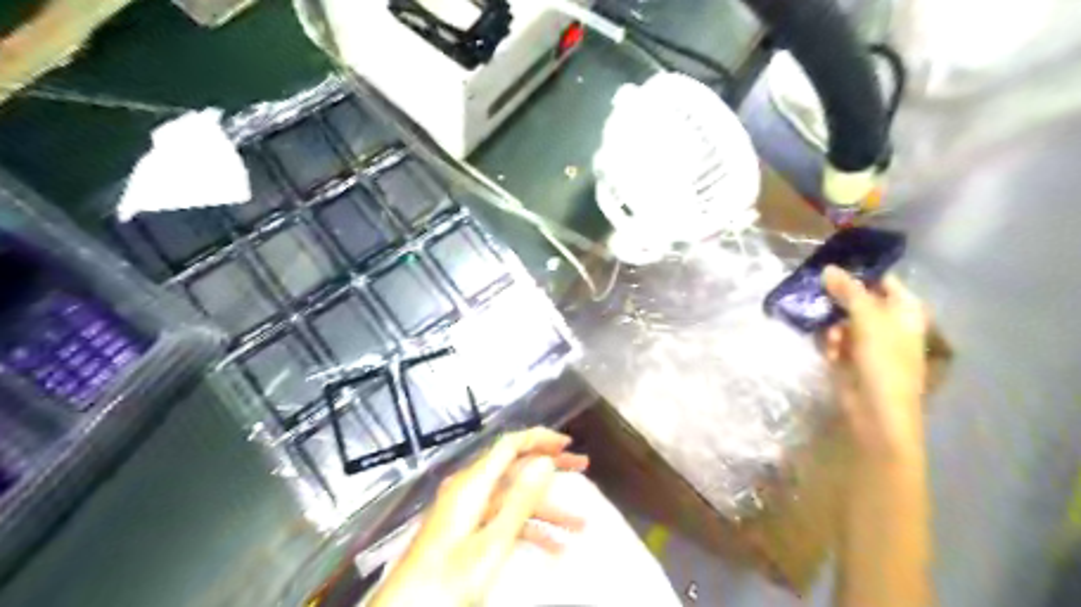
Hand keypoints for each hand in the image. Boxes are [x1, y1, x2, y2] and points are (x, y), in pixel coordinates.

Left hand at [373, 426, 590, 606]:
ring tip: (579, 524)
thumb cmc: (448, 580)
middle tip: (582, 466)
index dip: (539, 439)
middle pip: (515, 468)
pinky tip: (553, 547)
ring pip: (513, 499)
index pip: (510, 445)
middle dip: (550, 468)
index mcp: (472, 484)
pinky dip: (527, 529)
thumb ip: (519, 500)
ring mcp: (466, 510)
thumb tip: (544, 461)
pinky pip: (501, 519)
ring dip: (546, 509)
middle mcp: (469, 489)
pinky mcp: (465, 530)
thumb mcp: (492, 543)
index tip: (568, 443)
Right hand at [824, 267, 924, 456]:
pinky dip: (831, 344)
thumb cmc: (884, 361)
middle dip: (837, 302)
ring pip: (842, 321)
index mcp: (904, 311)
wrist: (878, 411)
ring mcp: (869, 343)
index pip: (882, 282)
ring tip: (831, 338)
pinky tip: (830, 353)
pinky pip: (835, 341)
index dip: (858, 274)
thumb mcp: (868, 319)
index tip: (829, 268)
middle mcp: (888, 324)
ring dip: (832, 327)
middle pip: (857, 301)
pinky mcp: (851, 359)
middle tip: (816, 296)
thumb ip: (849, 291)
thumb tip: (828, 268)